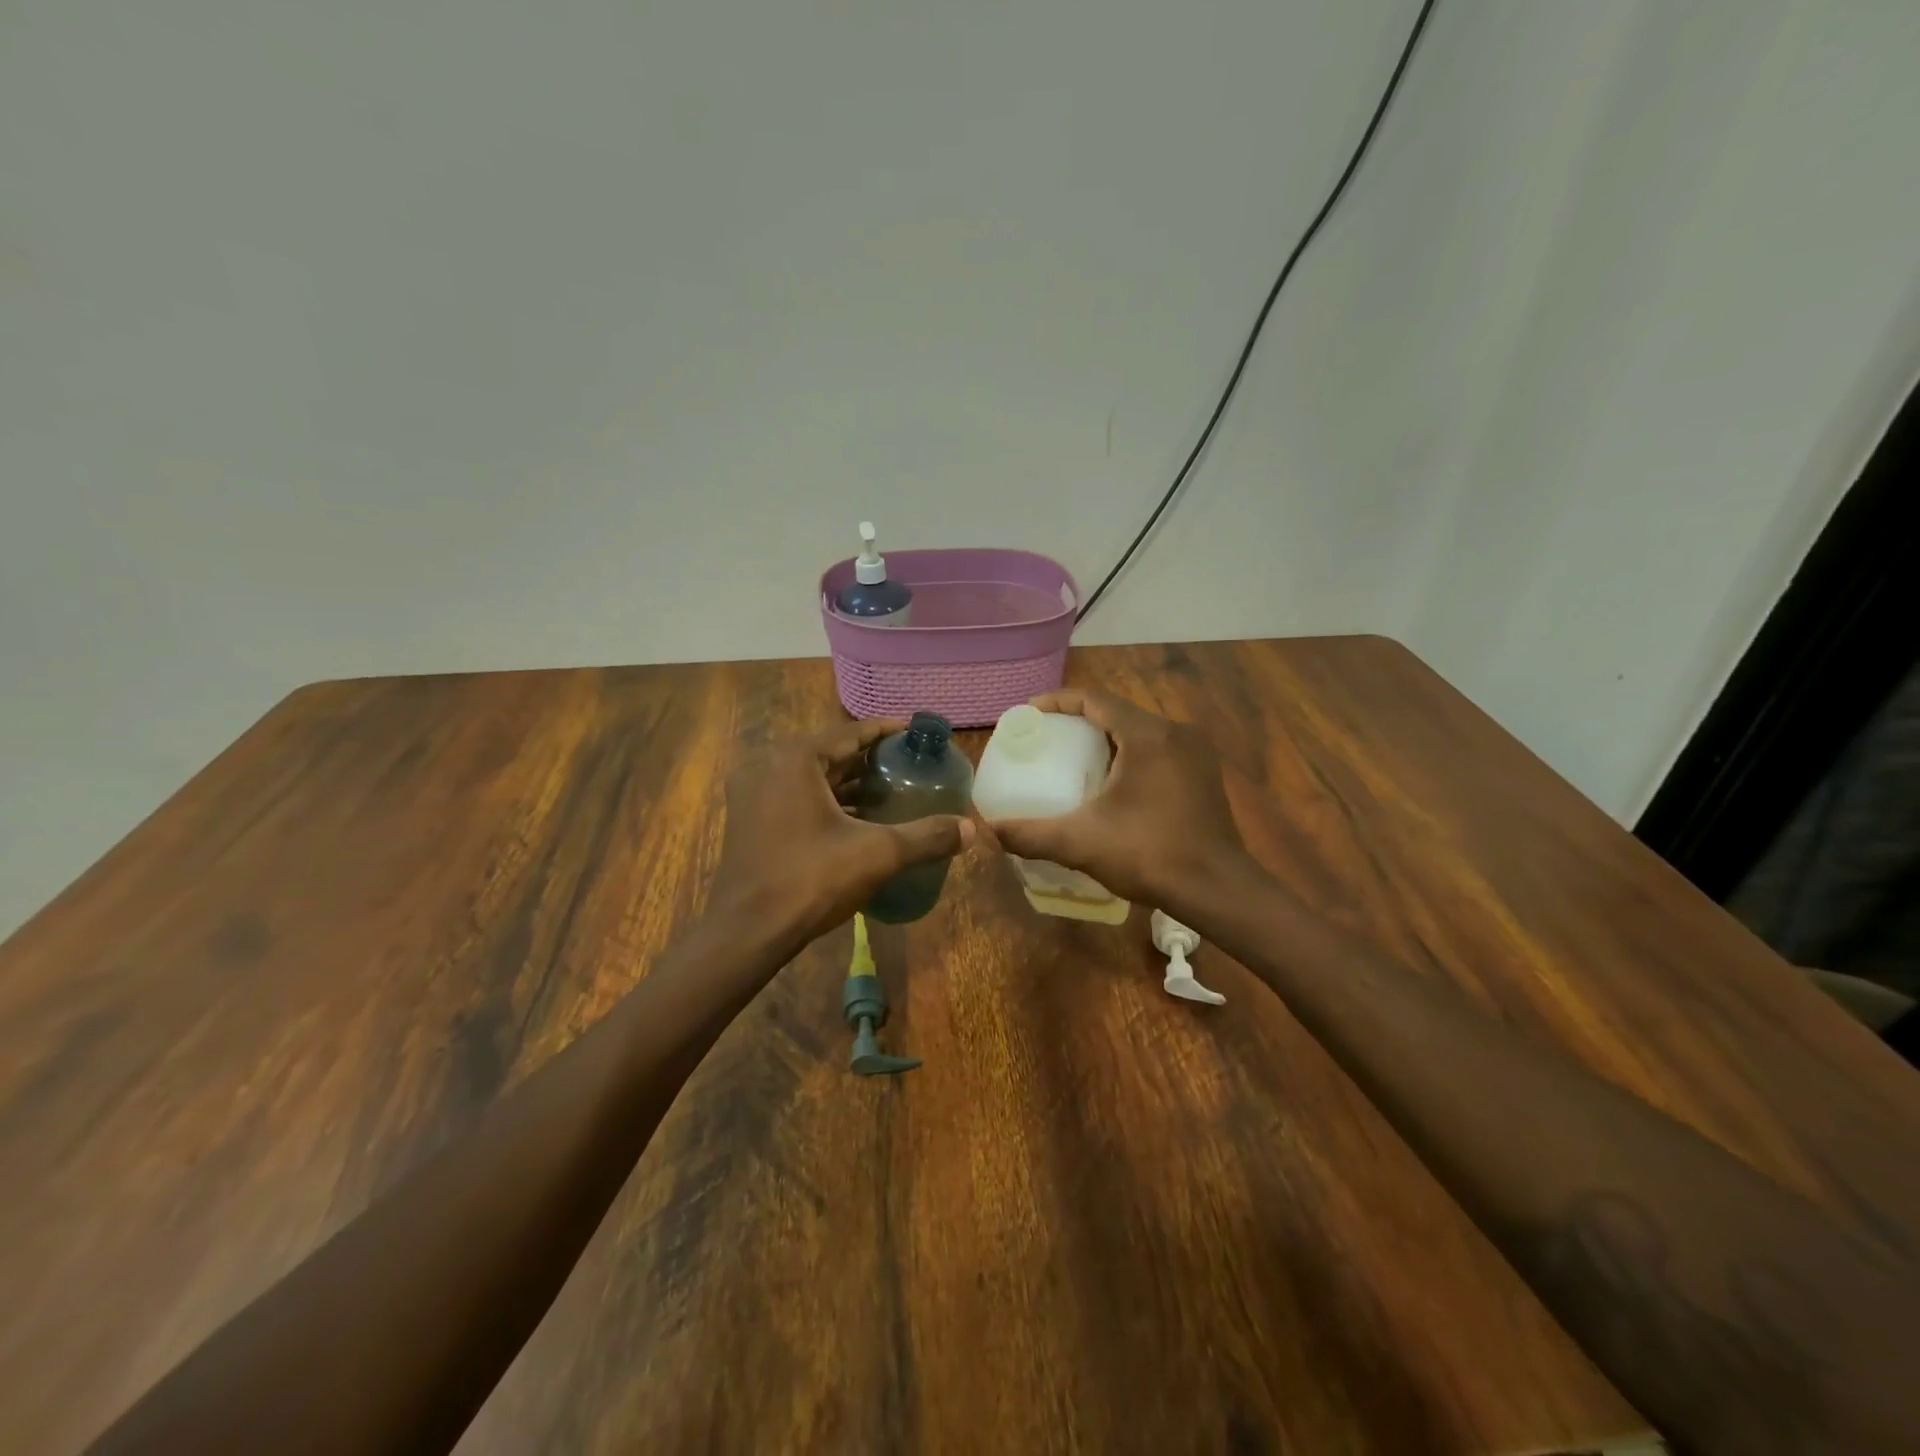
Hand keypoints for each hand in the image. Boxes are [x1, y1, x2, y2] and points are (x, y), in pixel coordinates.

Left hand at [708, 719, 973, 953]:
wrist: (747, 932)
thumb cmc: (811, 879)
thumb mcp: (877, 853)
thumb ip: (926, 836)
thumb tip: (971, 829)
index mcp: (795, 759)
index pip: (849, 732)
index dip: (886, 731)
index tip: (915, 733)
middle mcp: (769, 766)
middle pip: (830, 753)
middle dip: (869, 759)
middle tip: (907, 764)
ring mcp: (753, 795)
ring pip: (811, 779)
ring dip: (849, 784)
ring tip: (890, 792)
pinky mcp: (750, 822)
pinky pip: (796, 799)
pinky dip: (827, 803)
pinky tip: (857, 821)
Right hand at [984, 690, 1258, 917]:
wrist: (1217, 889)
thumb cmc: (1149, 855)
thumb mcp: (1080, 843)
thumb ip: (1030, 834)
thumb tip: (987, 831)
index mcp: (1146, 735)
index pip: (1095, 699)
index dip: (1057, 702)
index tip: (1029, 714)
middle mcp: (1174, 732)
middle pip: (1116, 712)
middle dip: (1078, 721)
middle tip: (1045, 739)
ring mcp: (1195, 752)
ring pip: (1138, 730)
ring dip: (1105, 737)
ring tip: (1071, 758)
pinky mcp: (1203, 772)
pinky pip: (1157, 748)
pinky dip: (1129, 753)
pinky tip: (1110, 780)